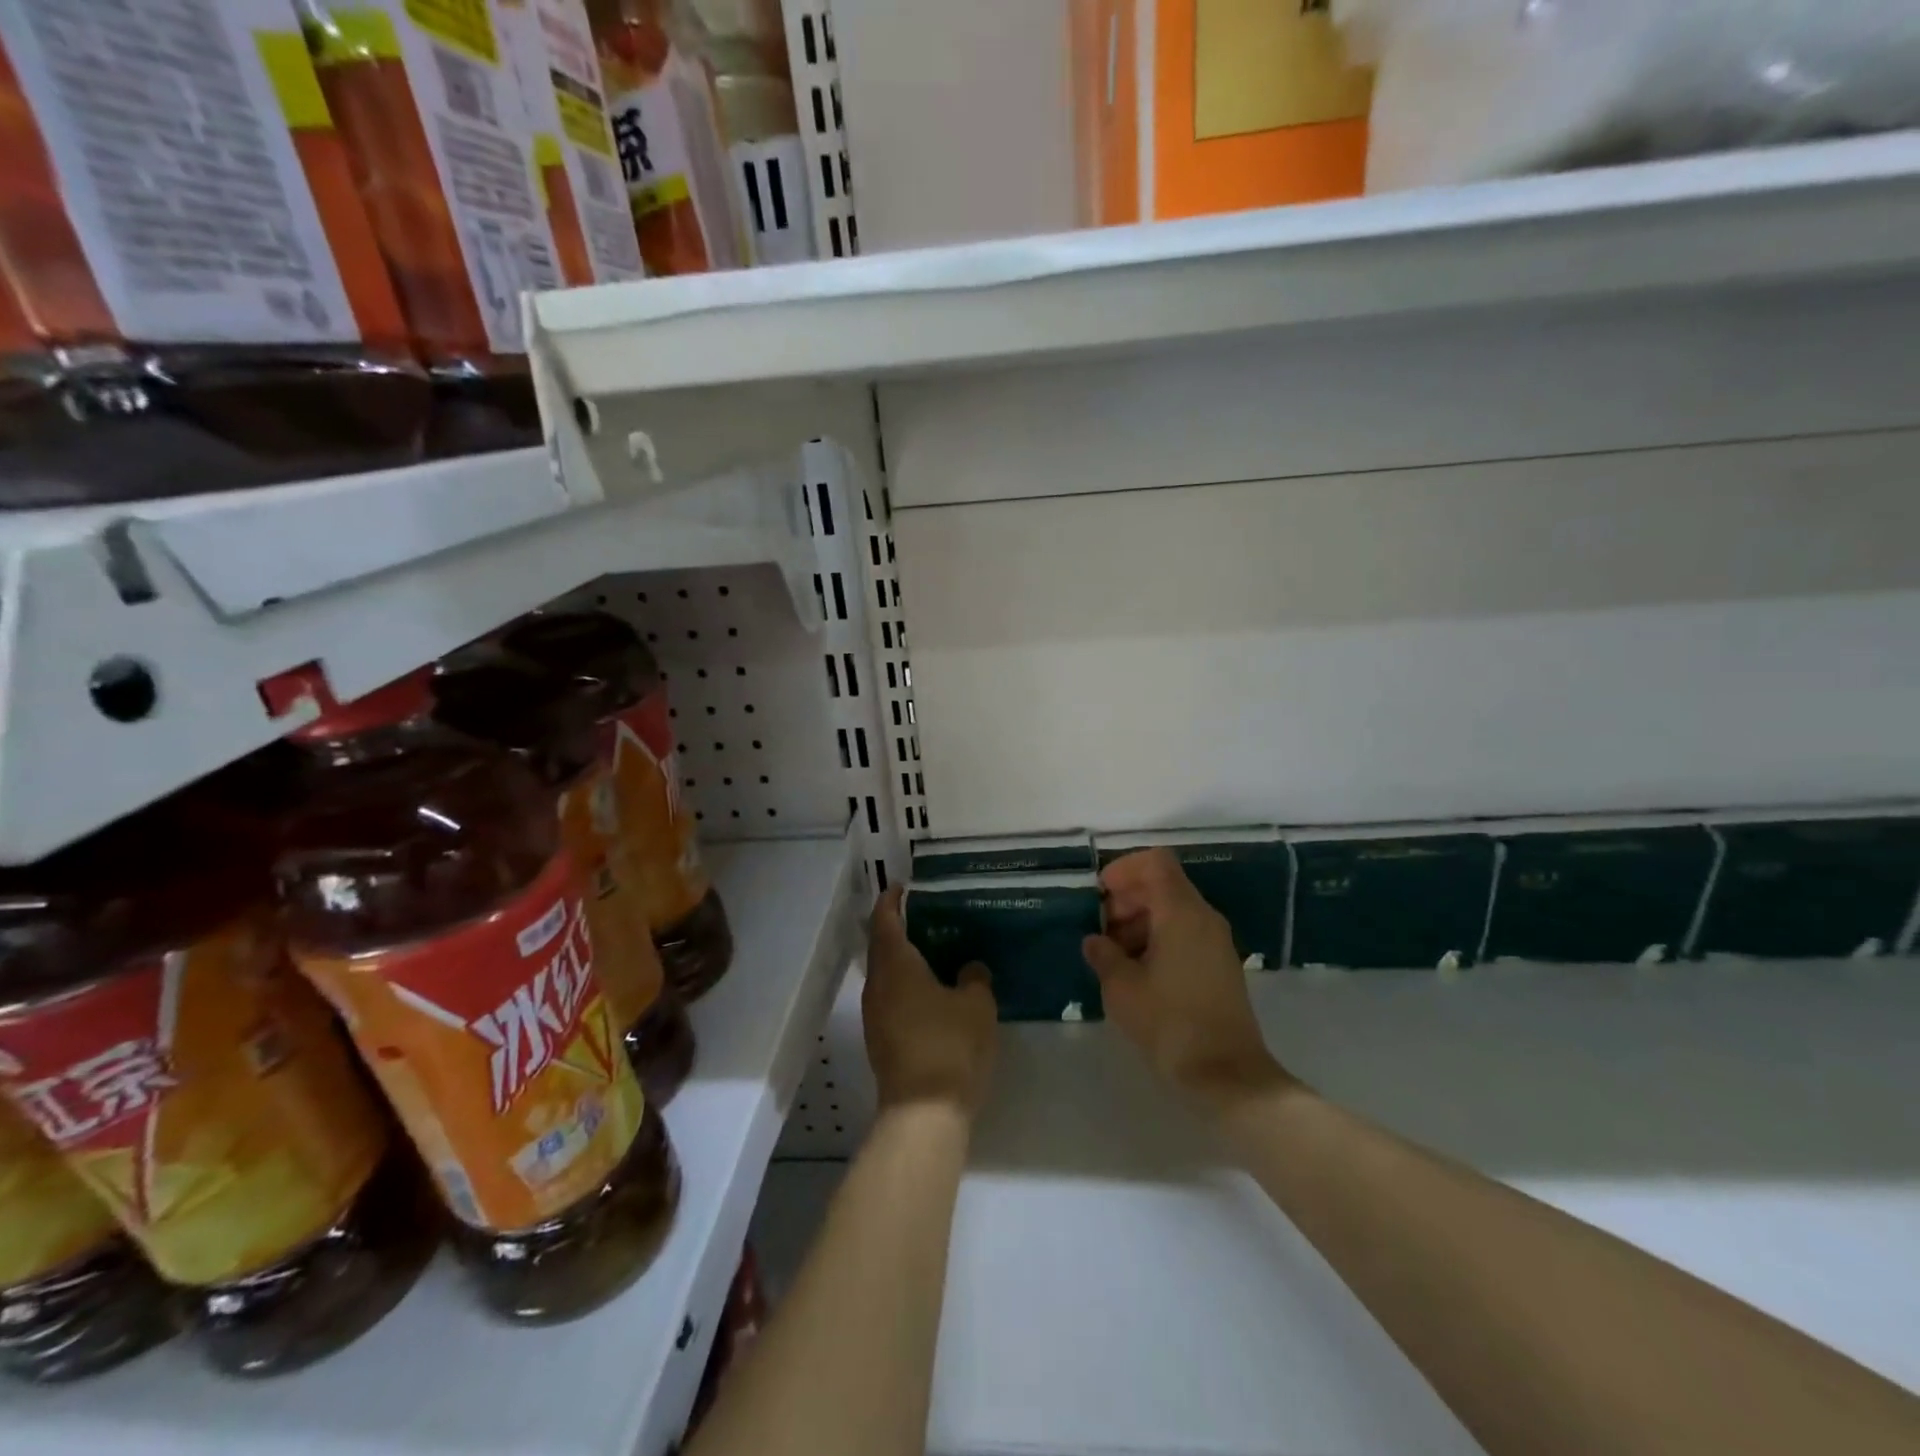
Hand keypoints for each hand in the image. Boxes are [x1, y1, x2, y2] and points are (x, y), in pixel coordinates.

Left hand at [863, 887, 997, 1114]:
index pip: (885, 920)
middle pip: (881, 945)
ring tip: (932, 949)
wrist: (923, 1113)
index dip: (891, 900)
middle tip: (926, 915)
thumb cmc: (950, 1046)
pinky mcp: (880, 1039)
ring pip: (884, 973)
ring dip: (902, 958)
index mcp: (896, 965)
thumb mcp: (977, 1006)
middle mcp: (877, 984)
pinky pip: (889, 996)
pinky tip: (931, 989)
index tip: (903, 886)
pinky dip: (904, 983)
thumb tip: (970, 967)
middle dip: (897, 927)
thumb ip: (975, 977)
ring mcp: (874, 1014)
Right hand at [1083, 849, 1292, 1112]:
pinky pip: (1185, 932)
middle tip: (1100, 929)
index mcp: (1181, 913)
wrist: (1227, 1075)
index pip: (1155, 862)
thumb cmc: (1170, 1024)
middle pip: (1163, 884)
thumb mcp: (1122, 989)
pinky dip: (1158, 938)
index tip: (1100, 895)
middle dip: (1127, 899)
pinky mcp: (1220, 965)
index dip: (1124, 869)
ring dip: (1140, 920)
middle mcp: (1204, 918)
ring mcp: (1216, 941)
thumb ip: (1104, 955)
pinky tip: (1137, 971)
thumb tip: (1095, 941)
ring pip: (1173, 909)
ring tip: (1114, 955)